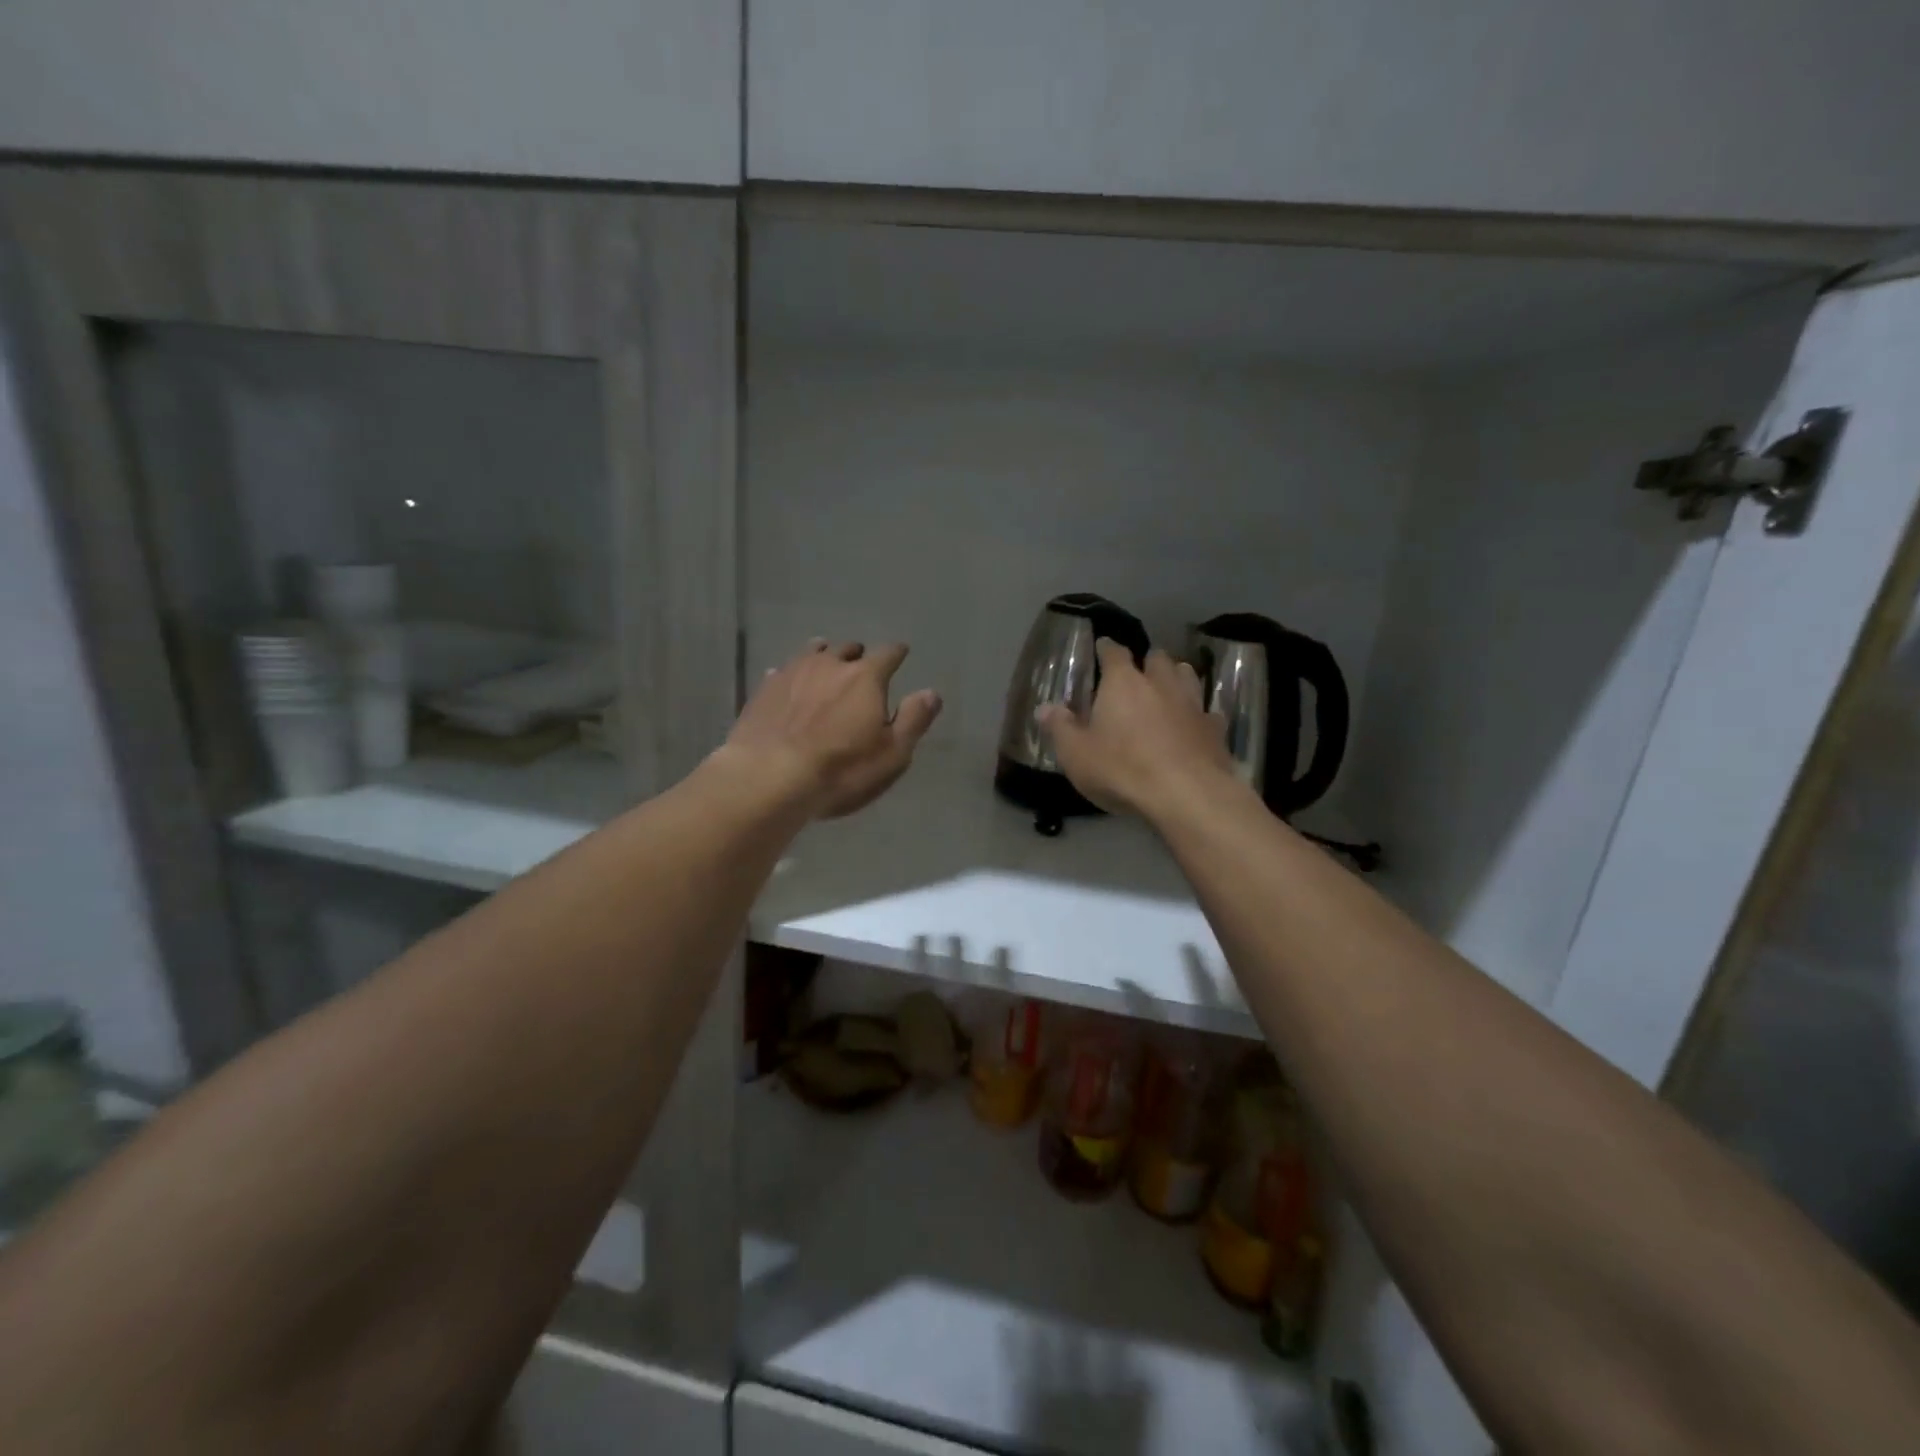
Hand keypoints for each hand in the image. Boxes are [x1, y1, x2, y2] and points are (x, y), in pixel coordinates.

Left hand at [725, 639, 941, 818]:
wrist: (770, 776)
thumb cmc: (841, 768)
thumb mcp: (892, 753)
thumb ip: (913, 719)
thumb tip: (931, 692)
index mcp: (866, 677)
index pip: (888, 654)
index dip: (896, 653)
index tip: (900, 653)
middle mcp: (829, 665)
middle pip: (848, 649)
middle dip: (858, 655)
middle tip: (861, 664)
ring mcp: (792, 673)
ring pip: (812, 653)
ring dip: (823, 656)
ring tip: (826, 662)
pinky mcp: (764, 689)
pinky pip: (782, 671)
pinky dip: (792, 675)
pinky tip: (787, 683)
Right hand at [1039, 643, 1237, 820]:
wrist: (1187, 795)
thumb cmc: (1122, 769)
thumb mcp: (1076, 753)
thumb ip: (1060, 727)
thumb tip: (1044, 707)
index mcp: (1123, 683)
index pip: (1114, 652)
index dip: (1107, 648)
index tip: (1103, 646)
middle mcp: (1161, 684)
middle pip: (1157, 658)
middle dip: (1147, 661)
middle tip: (1138, 674)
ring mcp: (1193, 704)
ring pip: (1187, 676)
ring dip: (1177, 678)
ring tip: (1168, 689)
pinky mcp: (1215, 729)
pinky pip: (1207, 712)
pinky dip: (1199, 715)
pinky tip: (1195, 726)